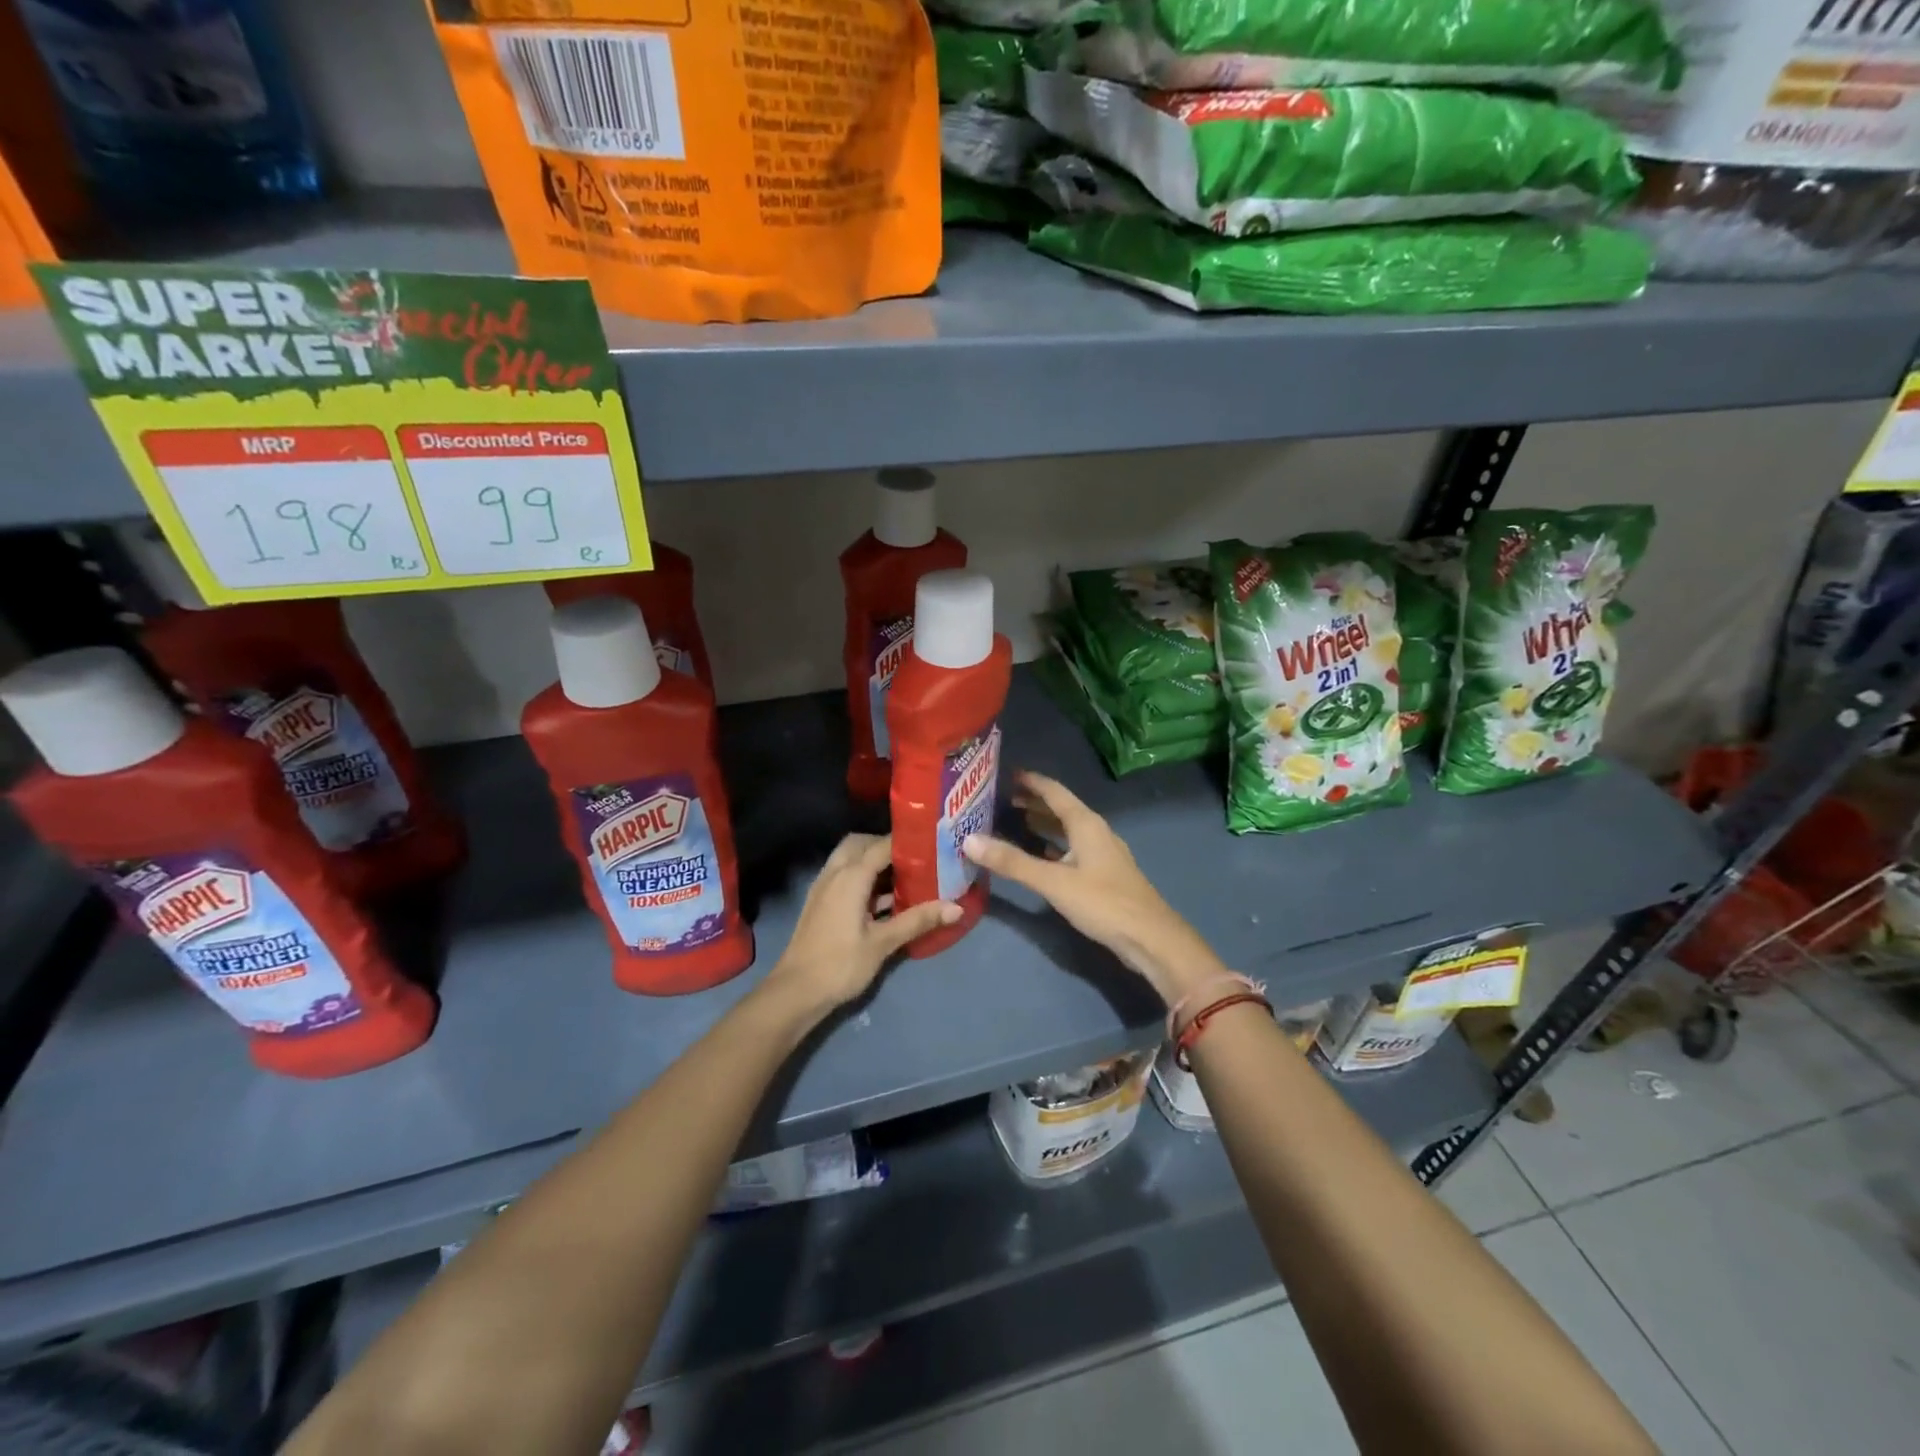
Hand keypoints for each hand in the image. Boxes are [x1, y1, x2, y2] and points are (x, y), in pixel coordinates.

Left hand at [764, 833, 959, 1013]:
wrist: (795, 992)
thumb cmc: (840, 964)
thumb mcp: (883, 943)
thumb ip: (918, 920)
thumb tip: (956, 907)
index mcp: (850, 876)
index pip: (882, 844)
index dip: (908, 841)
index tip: (933, 842)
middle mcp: (834, 873)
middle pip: (861, 843)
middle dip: (886, 845)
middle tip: (916, 858)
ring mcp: (824, 887)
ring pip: (849, 858)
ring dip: (873, 860)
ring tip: (905, 874)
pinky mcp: (821, 902)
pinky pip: (843, 875)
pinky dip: (862, 876)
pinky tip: (884, 898)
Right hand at [962, 771, 1228, 1006]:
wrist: (1151, 939)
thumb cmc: (1103, 903)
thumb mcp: (1053, 882)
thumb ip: (1012, 862)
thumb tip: (969, 841)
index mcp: (1086, 824)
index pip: (1054, 791)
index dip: (1030, 781)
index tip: (1005, 773)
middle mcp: (1095, 832)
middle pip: (1061, 809)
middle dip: (1033, 802)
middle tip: (1000, 799)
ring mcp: (1102, 854)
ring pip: (1067, 830)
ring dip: (1043, 824)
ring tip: (1014, 822)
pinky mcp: (1103, 875)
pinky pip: (1072, 850)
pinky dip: (1053, 847)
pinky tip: (1038, 857)